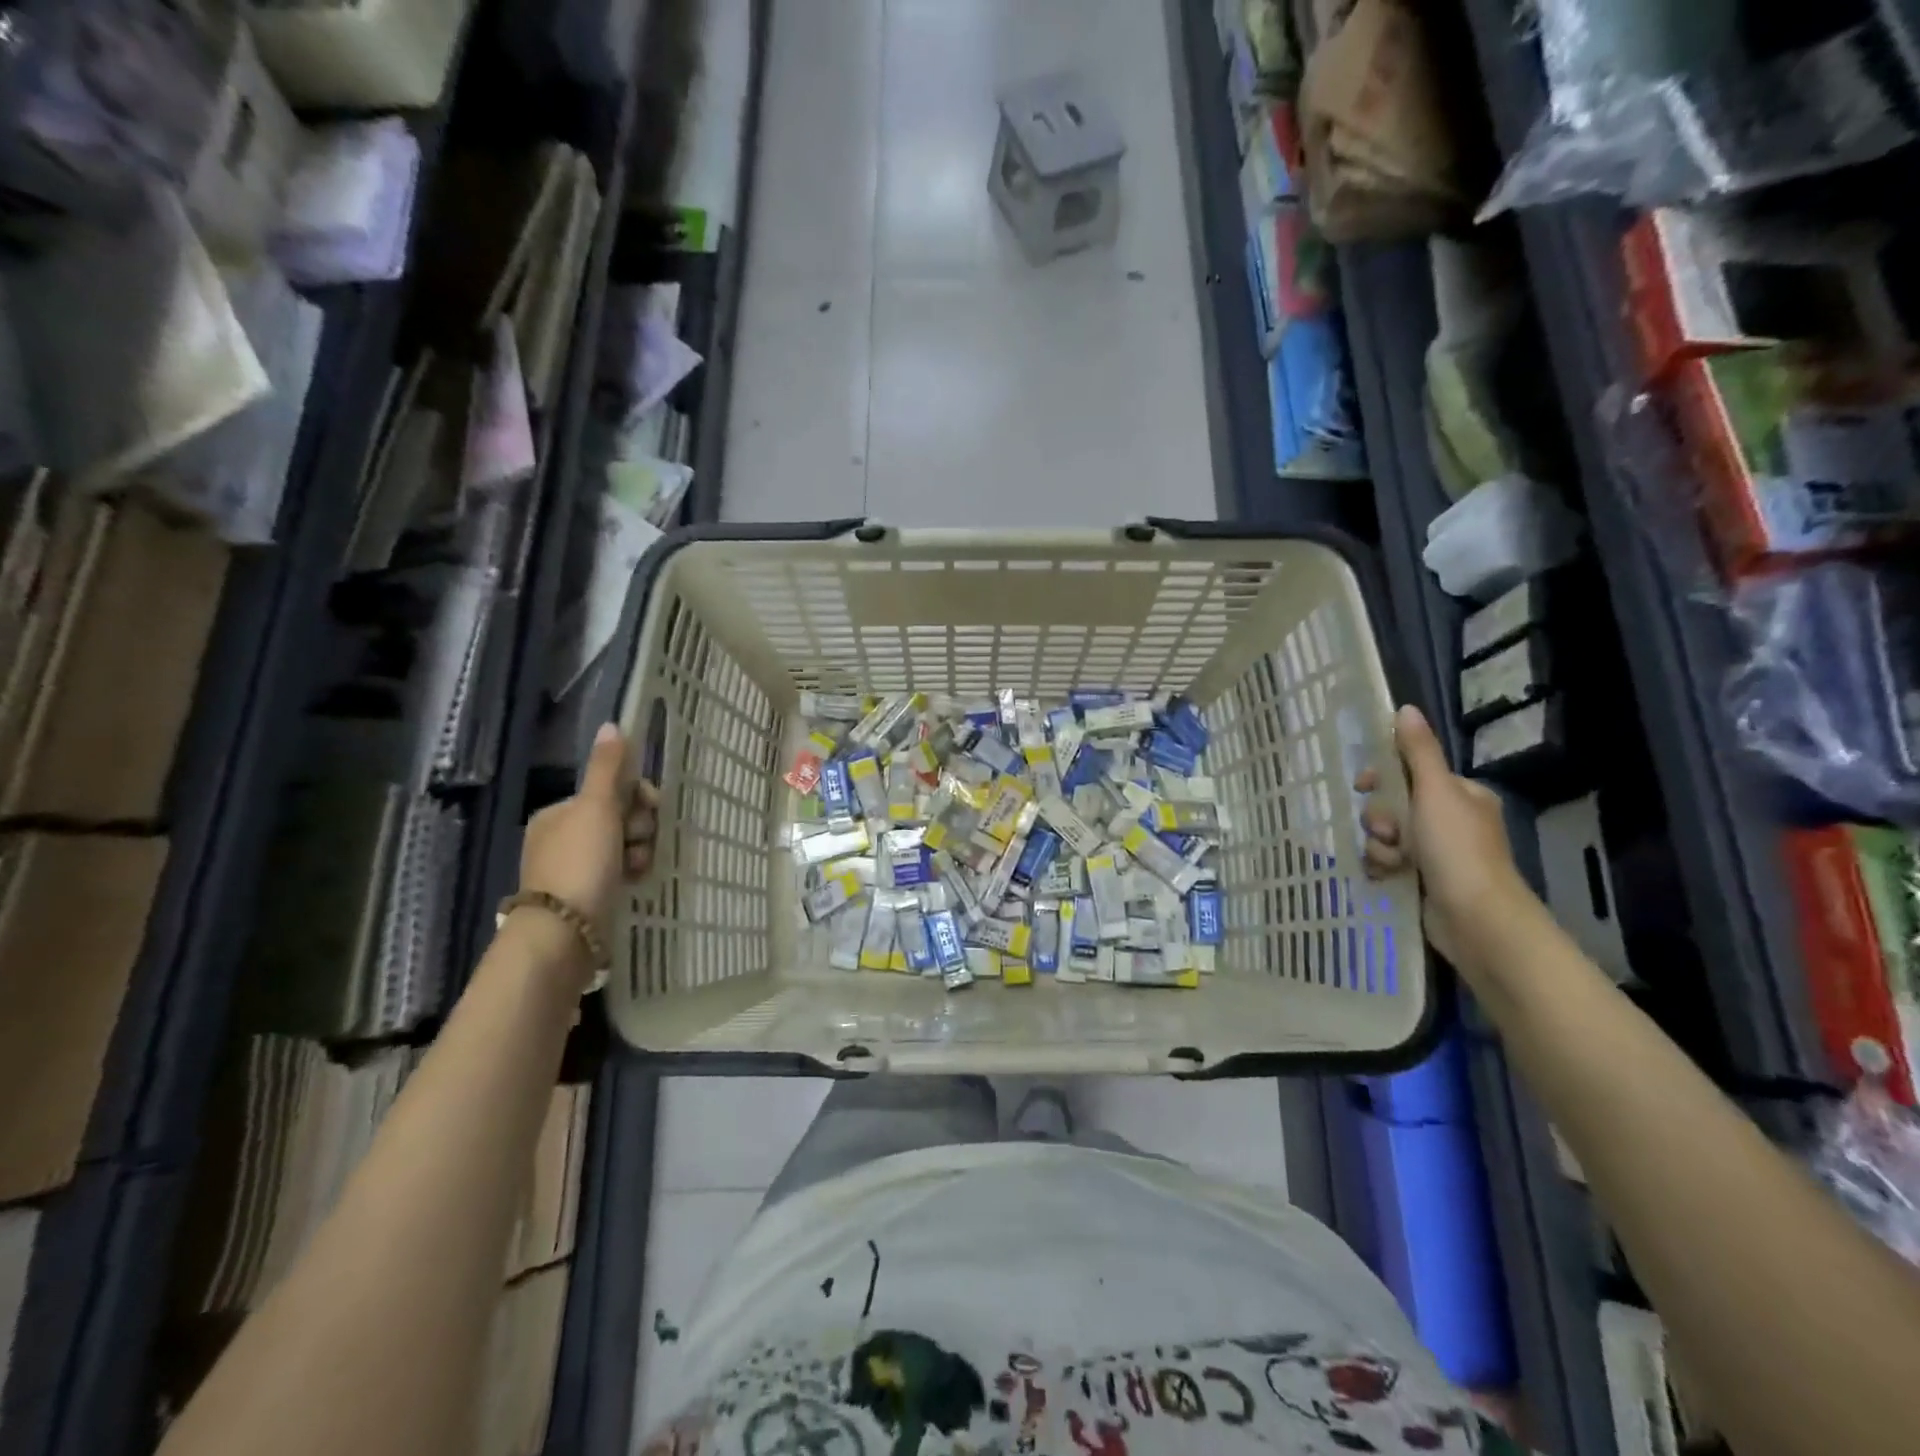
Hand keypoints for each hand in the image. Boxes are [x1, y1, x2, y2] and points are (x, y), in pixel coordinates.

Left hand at [519, 723, 658, 943]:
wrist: (566, 932)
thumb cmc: (581, 862)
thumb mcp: (596, 808)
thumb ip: (607, 768)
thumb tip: (612, 724)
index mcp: (559, 813)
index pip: (611, 790)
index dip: (637, 796)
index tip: (649, 808)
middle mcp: (564, 836)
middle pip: (621, 817)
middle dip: (639, 828)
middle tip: (637, 842)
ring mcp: (576, 867)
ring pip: (626, 845)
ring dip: (640, 851)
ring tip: (636, 869)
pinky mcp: (589, 893)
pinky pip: (622, 870)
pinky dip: (633, 872)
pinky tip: (635, 880)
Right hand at [1356, 705, 1526, 967]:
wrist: (1475, 919)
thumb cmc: (1457, 848)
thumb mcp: (1435, 792)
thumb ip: (1418, 752)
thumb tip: (1405, 708)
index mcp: (1460, 795)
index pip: (1410, 773)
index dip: (1383, 777)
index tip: (1364, 786)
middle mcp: (1450, 820)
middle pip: (1393, 805)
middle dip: (1381, 818)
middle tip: (1389, 831)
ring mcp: (1437, 853)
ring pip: (1386, 835)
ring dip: (1380, 845)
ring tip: (1394, 861)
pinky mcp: (1423, 880)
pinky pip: (1387, 861)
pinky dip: (1382, 866)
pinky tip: (1387, 875)